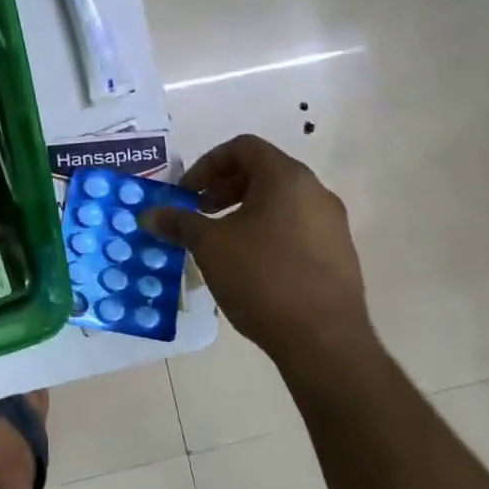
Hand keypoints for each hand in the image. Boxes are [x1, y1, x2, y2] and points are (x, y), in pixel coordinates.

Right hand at [143, 135, 374, 369]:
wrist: (324, 341)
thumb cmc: (263, 277)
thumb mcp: (210, 246)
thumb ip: (179, 222)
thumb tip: (149, 214)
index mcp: (287, 178)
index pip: (243, 147)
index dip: (208, 163)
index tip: (187, 192)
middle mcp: (316, 192)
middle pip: (263, 172)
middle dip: (224, 188)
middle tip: (199, 213)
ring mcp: (332, 225)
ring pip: (280, 202)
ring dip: (244, 211)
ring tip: (221, 241)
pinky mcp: (339, 256)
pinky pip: (296, 228)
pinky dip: (268, 233)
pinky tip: (250, 267)